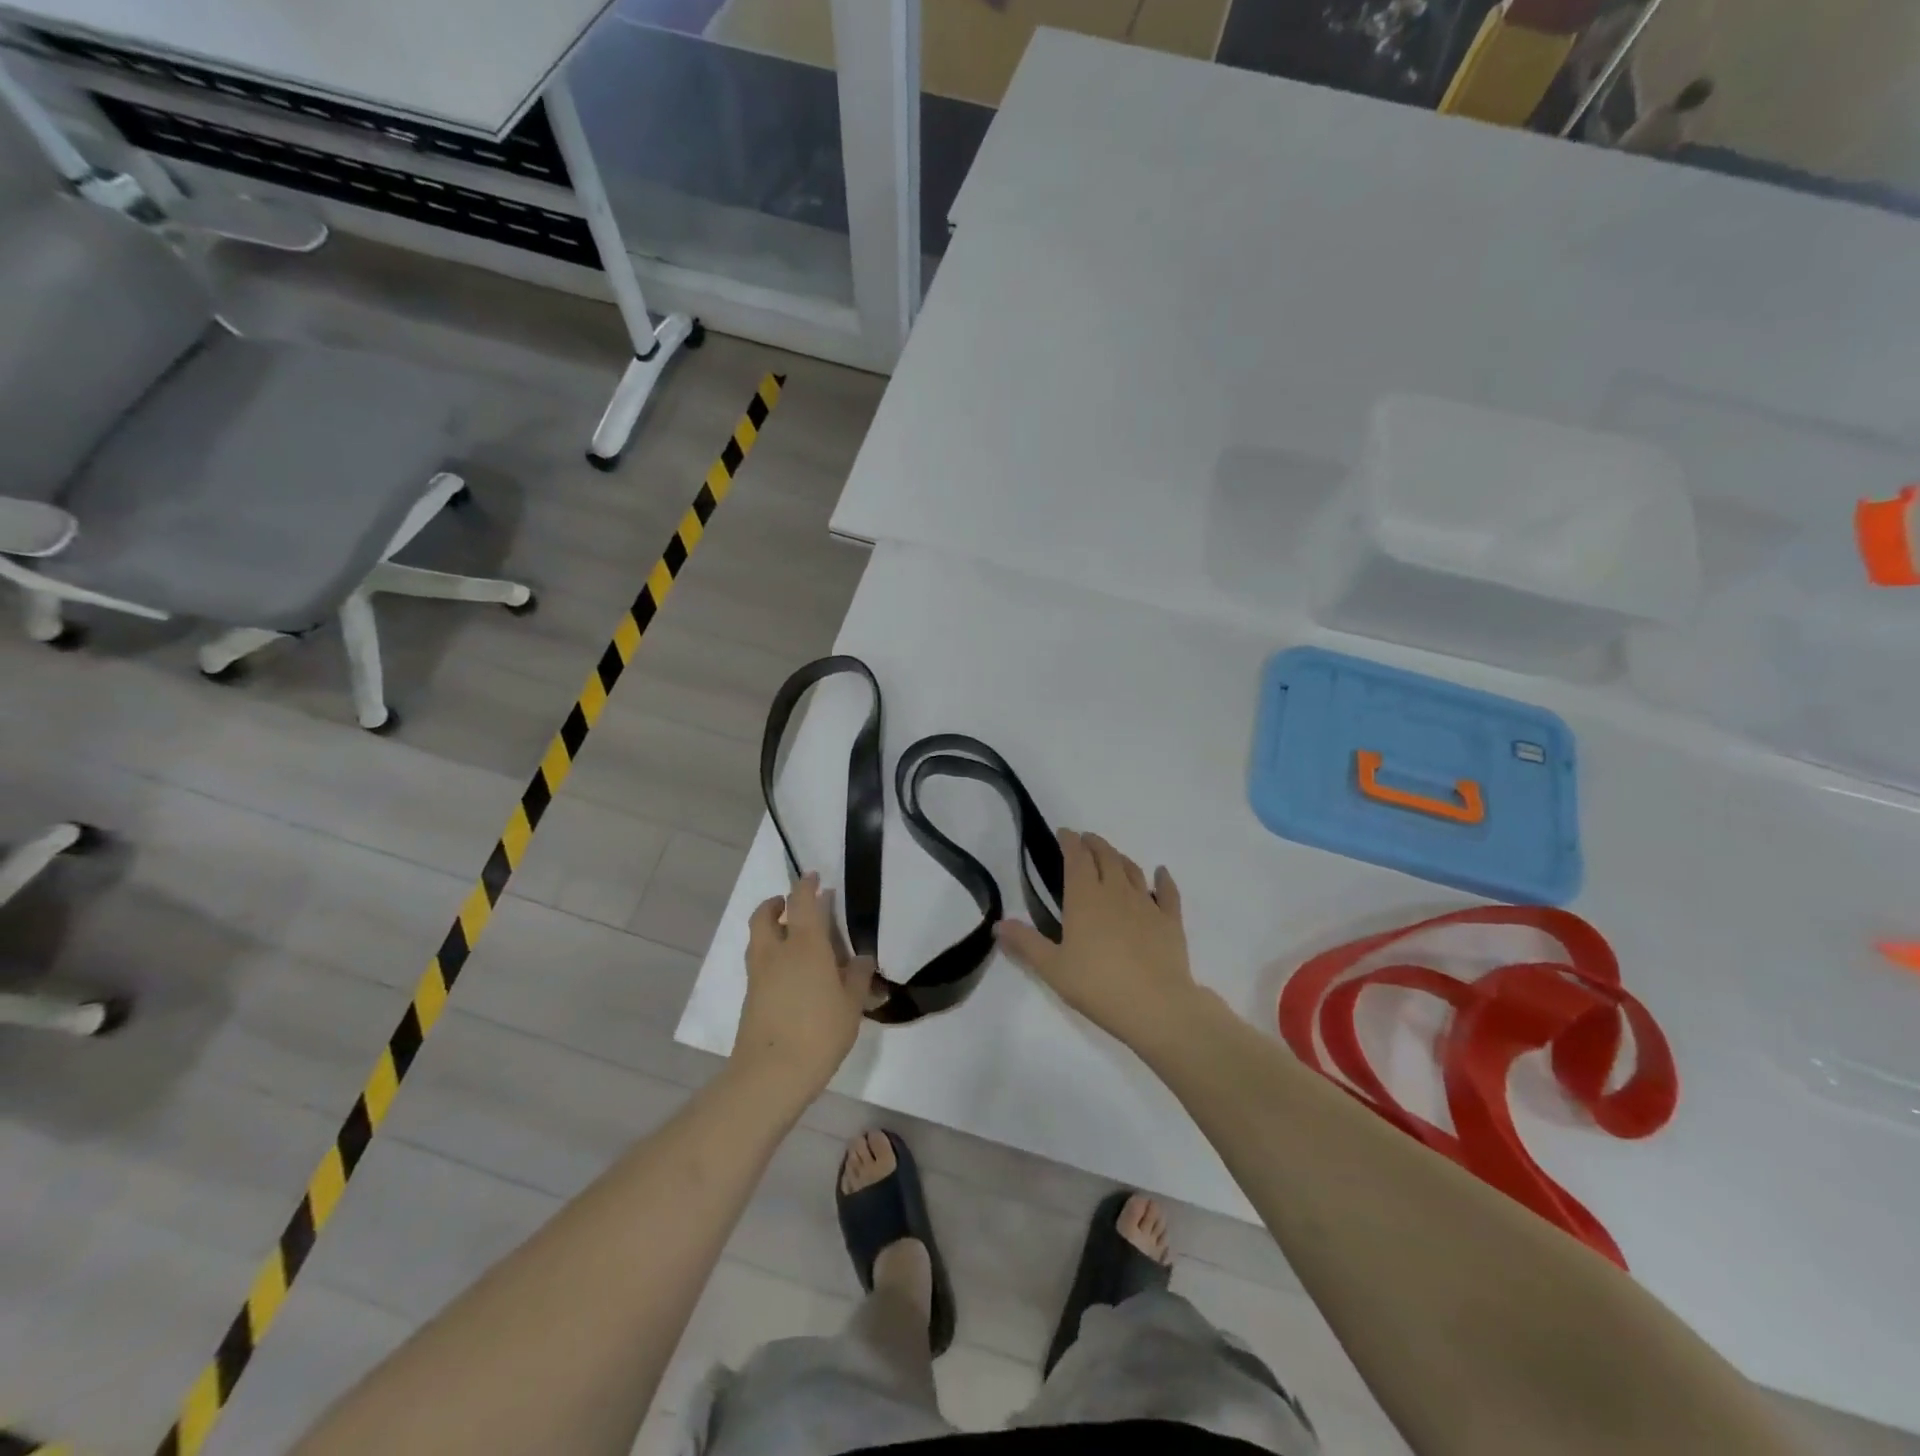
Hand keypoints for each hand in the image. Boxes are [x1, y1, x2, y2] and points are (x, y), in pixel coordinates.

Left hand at [734, 873, 875, 1101]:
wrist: (771, 1074)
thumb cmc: (819, 1032)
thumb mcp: (851, 1004)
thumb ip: (857, 976)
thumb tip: (860, 959)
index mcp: (804, 944)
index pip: (801, 902)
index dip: (806, 886)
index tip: (814, 877)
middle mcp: (776, 952)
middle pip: (765, 915)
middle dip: (776, 903)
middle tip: (791, 905)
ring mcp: (758, 975)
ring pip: (758, 939)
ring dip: (770, 929)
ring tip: (792, 938)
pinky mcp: (750, 997)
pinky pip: (759, 963)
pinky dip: (771, 956)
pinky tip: (791, 974)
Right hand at [995, 830, 1202, 1052]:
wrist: (1156, 1006)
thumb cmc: (1098, 986)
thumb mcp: (1052, 968)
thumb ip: (1025, 943)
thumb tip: (998, 925)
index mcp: (1084, 898)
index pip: (1076, 858)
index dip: (1069, 842)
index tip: (1064, 833)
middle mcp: (1115, 892)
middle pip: (1105, 857)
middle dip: (1094, 844)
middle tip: (1086, 840)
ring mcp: (1146, 904)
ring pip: (1132, 870)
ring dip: (1120, 857)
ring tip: (1112, 855)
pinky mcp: (1170, 921)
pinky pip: (1168, 892)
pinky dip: (1163, 879)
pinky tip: (1161, 873)